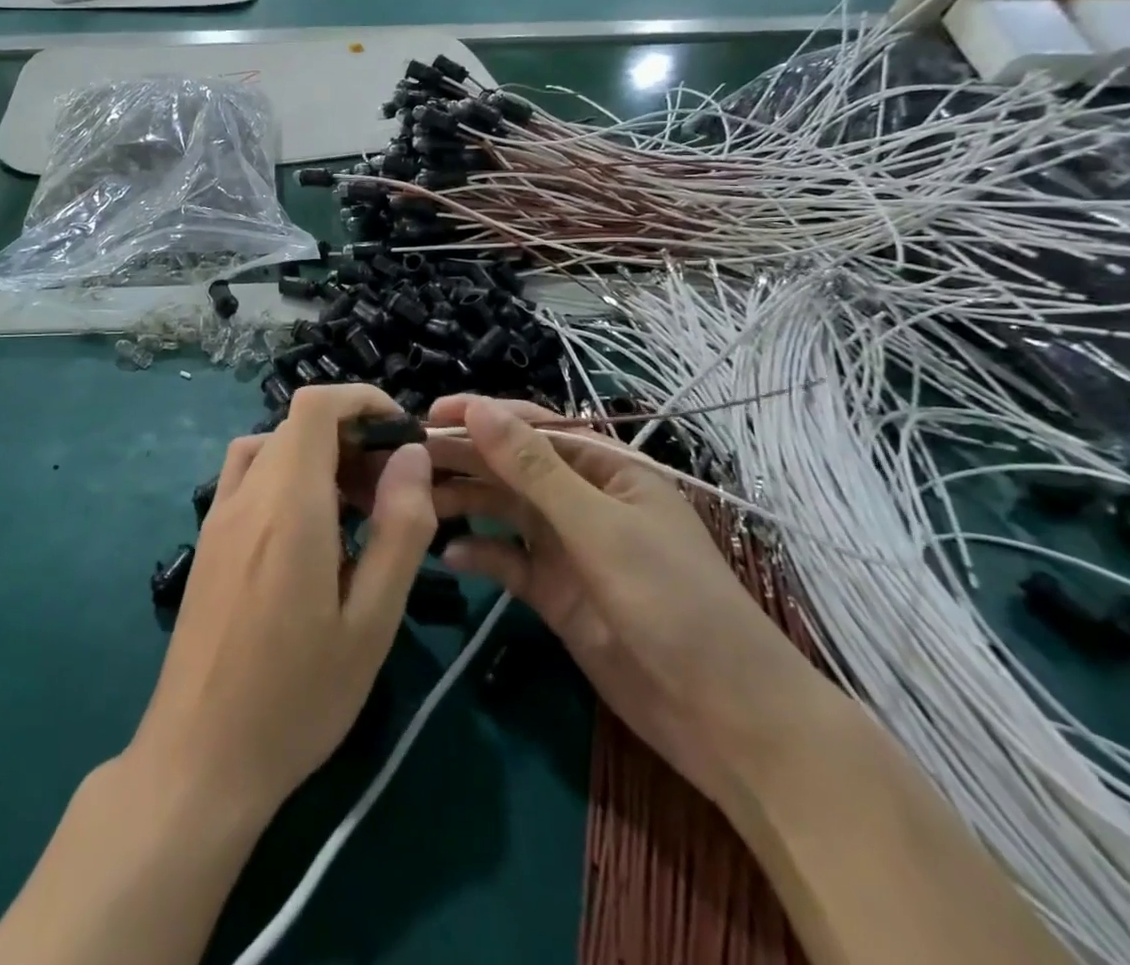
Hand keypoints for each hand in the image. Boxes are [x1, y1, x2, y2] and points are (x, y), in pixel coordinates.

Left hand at [128, 385, 435, 821]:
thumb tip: (411, 457)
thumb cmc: (298, 696)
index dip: (360, 400)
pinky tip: (309, 534)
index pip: (315, 406)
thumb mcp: (372, 620)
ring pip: (271, 449)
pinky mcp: (207, 541)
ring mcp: (218, 516)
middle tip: (392, 492)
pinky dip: (286, 477)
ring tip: (355, 511)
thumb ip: (399, 529)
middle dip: (350, 438)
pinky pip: (249, 478)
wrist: (200, 758)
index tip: (401, 431)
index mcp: (287, 503)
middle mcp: (246, 494)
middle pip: (297, 427)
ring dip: (317, 458)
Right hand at [425, 396, 824, 806]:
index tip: (427, 416)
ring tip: (413, 504)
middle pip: (510, 467)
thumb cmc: (672, 602)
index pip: (532, 427)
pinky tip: (449, 558)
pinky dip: (480, 556)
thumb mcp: (599, 527)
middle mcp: (582, 499)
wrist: (726, 720)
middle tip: (403, 461)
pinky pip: (507, 561)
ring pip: (503, 511)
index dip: (480, 416)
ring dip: (462, 503)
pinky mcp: (555, 592)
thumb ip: (533, 468)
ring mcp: (568, 547)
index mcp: (605, 468)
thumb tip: (478, 409)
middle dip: (462, 459)